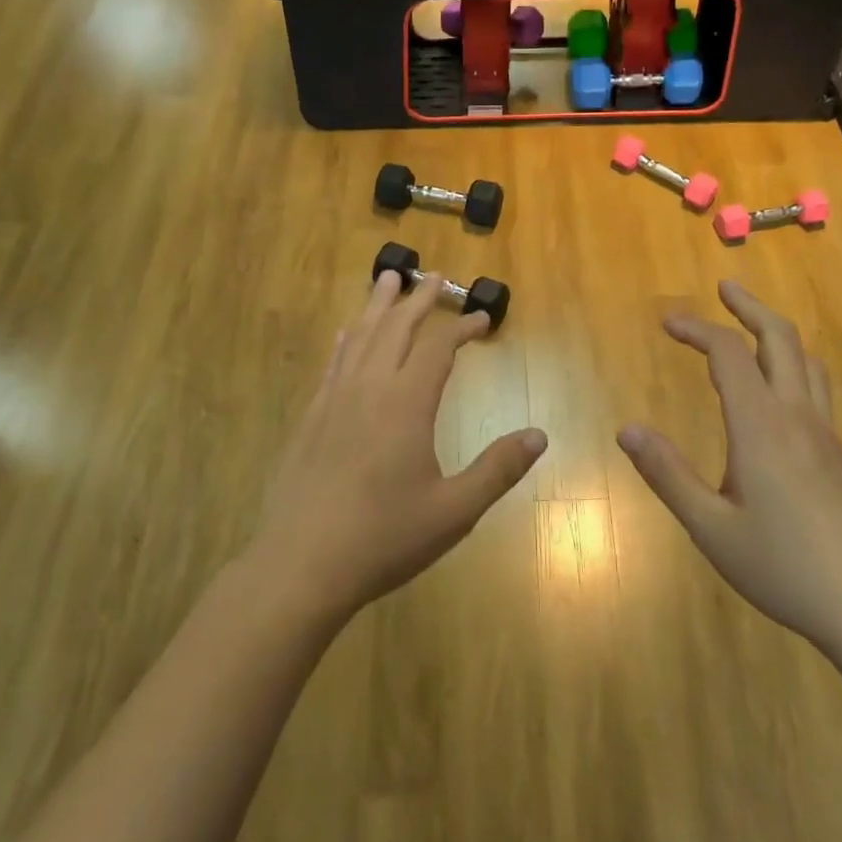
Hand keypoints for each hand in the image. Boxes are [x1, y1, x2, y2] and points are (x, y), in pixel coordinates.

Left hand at [251, 272, 546, 621]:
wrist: (301, 565)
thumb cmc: (384, 538)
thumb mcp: (454, 511)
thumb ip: (497, 469)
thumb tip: (539, 435)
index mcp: (406, 404)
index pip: (438, 348)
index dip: (461, 328)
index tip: (480, 319)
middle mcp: (370, 388)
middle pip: (396, 328)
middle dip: (418, 299)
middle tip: (435, 276)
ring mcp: (335, 399)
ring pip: (360, 337)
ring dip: (378, 306)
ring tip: (388, 279)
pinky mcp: (312, 417)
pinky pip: (333, 363)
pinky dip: (346, 340)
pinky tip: (346, 333)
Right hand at [617, 281, 841, 657]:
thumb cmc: (788, 569)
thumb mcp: (713, 529)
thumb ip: (668, 475)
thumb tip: (626, 430)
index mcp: (761, 426)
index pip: (728, 353)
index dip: (697, 328)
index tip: (668, 321)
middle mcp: (798, 417)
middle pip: (780, 338)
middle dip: (749, 307)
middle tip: (724, 289)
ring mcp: (829, 436)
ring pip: (807, 363)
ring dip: (776, 335)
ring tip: (752, 333)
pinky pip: (818, 393)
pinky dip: (792, 371)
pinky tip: (779, 404)